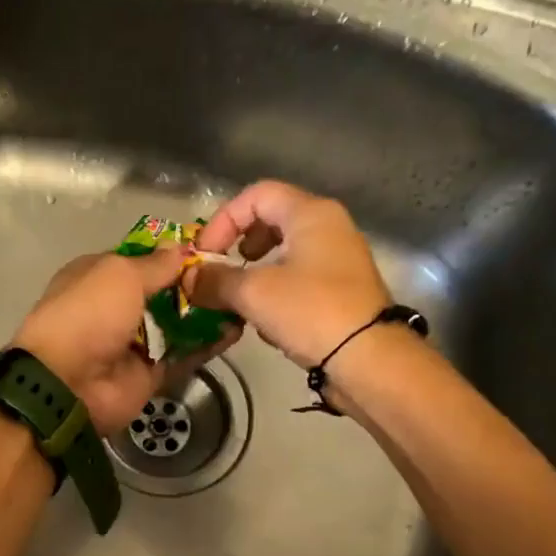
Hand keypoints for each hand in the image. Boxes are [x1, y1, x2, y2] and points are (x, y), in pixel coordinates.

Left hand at [12, 248, 240, 437]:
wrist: (69, 383)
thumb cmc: (88, 314)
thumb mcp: (120, 274)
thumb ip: (156, 264)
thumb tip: (184, 248)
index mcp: (98, 277)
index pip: (140, 261)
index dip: (171, 255)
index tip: (209, 249)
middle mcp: (115, 309)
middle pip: (163, 293)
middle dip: (195, 284)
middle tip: (233, 274)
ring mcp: (134, 343)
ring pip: (177, 325)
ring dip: (206, 313)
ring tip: (241, 299)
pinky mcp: (151, 374)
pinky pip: (184, 355)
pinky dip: (207, 345)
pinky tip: (236, 329)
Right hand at [186, 180, 391, 367]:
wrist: (368, 360)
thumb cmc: (311, 311)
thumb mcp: (253, 293)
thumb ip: (215, 281)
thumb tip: (187, 278)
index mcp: (311, 214)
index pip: (257, 195)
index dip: (223, 220)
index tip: (204, 254)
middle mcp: (329, 228)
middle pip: (272, 222)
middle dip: (239, 247)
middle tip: (222, 272)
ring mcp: (338, 262)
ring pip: (284, 255)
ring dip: (254, 275)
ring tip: (239, 301)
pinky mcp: (341, 293)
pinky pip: (299, 281)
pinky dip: (275, 294)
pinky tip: (266, 323)